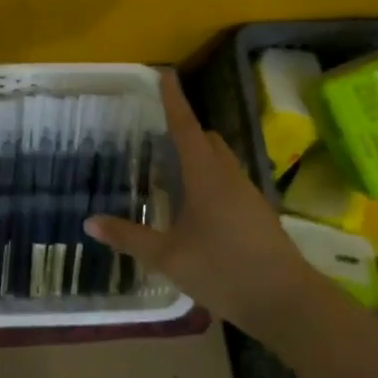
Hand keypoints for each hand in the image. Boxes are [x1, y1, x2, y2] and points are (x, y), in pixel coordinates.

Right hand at [85, 72, 313, 329]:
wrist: (288, 303)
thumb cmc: (223, 271)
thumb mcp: (168, 257)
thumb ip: (129, 238)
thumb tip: (89, 222)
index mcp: (206, 176)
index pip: (185, 127)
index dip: (173, 100)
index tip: (165, 74)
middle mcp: (229, 177)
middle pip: (207, 140)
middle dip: (185, 130)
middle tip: (157, 134)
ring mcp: (249, 196)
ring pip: (222, 161)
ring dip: (199, 157)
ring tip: (172, 172)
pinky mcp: (259, 215)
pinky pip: (230, 182)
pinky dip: (211, 179)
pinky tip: (197, 208)